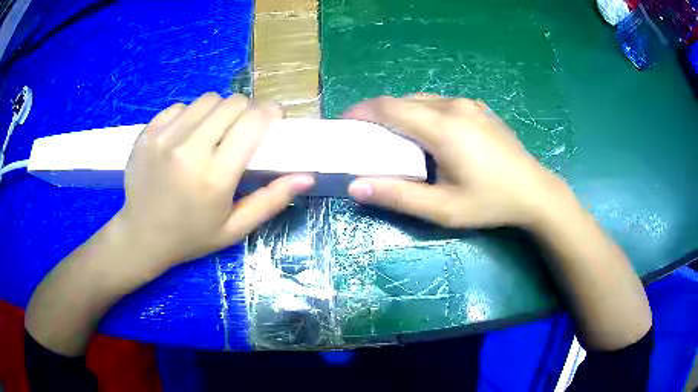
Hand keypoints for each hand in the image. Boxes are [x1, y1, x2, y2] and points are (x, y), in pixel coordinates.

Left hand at [116, 93, 313, 271]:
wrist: (141, 237)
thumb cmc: (191, 237)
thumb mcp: (234, 229)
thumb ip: (270, 201)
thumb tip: (306, 176)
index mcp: (214, 177)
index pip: (252, 122)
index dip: (270, 112)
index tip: (273, 118)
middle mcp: (188, 151)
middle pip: (232, 103)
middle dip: (247, 110)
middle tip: (246, 126)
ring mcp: (164, 138)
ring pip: (207, 100)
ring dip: (220, 110)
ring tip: (216, 130)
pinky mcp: (147, 133)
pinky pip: (180, 107)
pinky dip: (191, 115)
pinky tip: (188, 135)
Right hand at [344, 95, 563, 228]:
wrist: (535, 191)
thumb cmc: (490, 202)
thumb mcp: (443, 209)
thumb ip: (398, 196)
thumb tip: (355, 187)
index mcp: (443, 127)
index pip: (389, 107)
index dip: (361, 112)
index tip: (344, 124)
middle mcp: (453, 106)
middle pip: (403, 101)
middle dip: (377, 114)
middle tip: (365, 137)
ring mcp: (469, 104)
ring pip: (421, 100)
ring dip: (400, 113)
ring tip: (393, 137)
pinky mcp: (478, 108)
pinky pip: (439, 103)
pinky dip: (421, 113)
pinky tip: (426, 134)